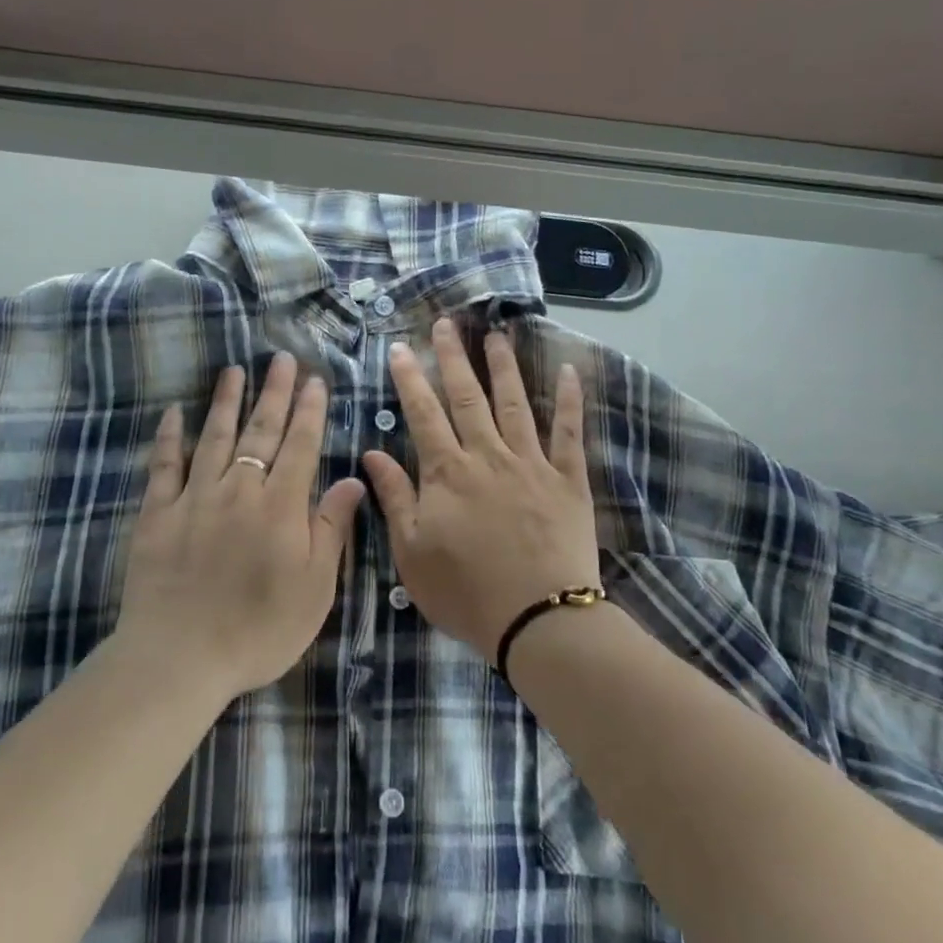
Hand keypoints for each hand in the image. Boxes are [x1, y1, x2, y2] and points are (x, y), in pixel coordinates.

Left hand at [117, 355, 365, 703]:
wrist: (179, 658)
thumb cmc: (259, 630)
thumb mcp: (315, 588)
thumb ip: (332, 528)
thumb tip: (353, 479)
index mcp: (280, 506)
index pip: (300, 446)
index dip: (310, 411)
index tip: (316, 381)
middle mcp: (239, 490)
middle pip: (260, 431)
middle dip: (274, 393)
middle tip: (282, 359)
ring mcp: (194, 498)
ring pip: (214, 437)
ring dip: (226, 401)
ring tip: (235, 371)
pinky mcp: (156, 514)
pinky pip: (164, 465)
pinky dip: (169, 437)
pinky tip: (173, 414)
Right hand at [362, 318, 599, 662]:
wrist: (538, 619)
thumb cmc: (466, 592)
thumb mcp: (412, 552)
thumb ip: (395, 497)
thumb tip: (373, 452)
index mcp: (447, 473)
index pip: (423, 414)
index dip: (411, 378)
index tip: (402, 347)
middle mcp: (488, 455)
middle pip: (467, 397)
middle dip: (454, 357)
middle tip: (446, 323)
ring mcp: (532, 463)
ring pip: (514, 403)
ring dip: (504, 366)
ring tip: (497, 334)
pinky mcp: (568, 479)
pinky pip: (569, 432)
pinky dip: (568, 400)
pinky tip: (567, 370)